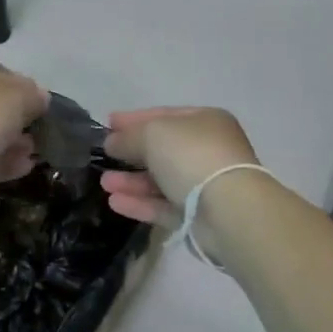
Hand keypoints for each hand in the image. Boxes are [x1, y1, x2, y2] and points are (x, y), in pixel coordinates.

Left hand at [0, 65, 48, 212]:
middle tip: (41, 130)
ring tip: (35, 151)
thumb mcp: (17, 96)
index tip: (42, 104)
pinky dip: (5, 163)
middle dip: (18, 119)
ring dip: (14, 143)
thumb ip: (33, 95)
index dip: (23, 88)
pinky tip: (26, 167)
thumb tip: (41, 97)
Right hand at [99, 107, 260, 228]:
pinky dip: (141, 203)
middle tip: (104, 154)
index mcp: (205, 121)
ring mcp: (206, 184)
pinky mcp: (200, 216)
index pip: (164, 115)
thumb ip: (129, 136)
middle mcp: (209, 150)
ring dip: (132, 181)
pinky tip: (115, 202)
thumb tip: (112, 142)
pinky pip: (165, 205)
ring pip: (162, 180)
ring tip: (104, 183)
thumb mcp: (153, 134)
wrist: (228, 209)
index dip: (135, 118)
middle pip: (163, 149)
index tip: (109, 122)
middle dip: (131, 152)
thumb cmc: (191, 156)